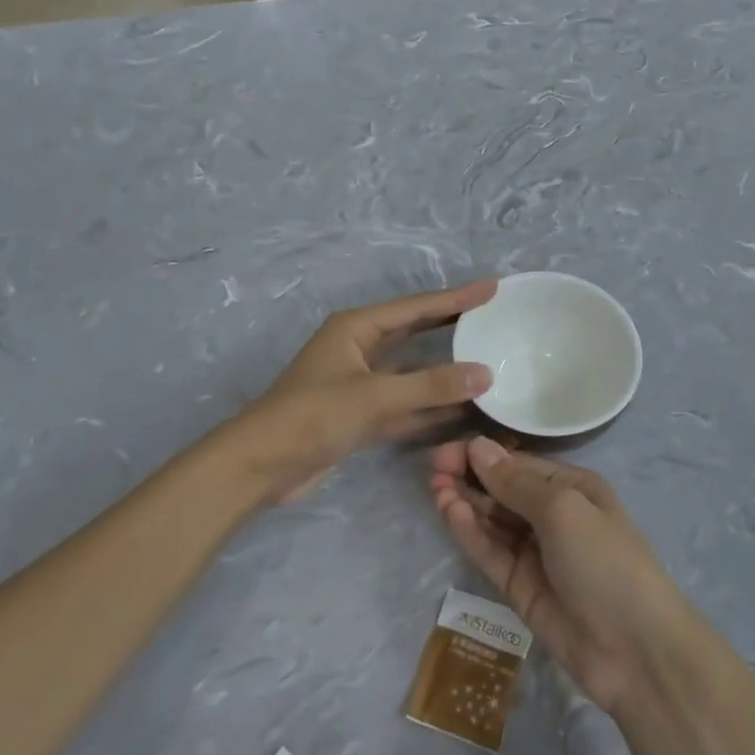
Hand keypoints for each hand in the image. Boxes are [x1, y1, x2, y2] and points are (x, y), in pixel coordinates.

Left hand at [228, 281, 496, 503]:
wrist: (259, 467)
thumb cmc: (311, 417)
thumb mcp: (373, 396)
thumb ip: (430, 385)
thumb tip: (485, 373)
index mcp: (356, 328)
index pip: (417, 307)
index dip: (457, 297)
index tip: (493, 288)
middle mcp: (359, 349)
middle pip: (415, 332)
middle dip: (453, 324)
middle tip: (495, 317)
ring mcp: (360, 384)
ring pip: (413, 371)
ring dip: (446, 370)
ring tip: (490, 361)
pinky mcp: (361, 416)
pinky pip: (406, 404)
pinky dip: (432, 407)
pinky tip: (465, 410)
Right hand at [428, 437, 687, 712]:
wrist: (635, 651)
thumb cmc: (605, 562)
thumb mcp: (564, 510)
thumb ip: (516, 482)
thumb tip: (478, 447)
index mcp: (572, 488)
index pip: (518, 463)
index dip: (482, 455)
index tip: (446, 451)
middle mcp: (552, 515)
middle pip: (501, 489)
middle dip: (469, 476)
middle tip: (433, 469)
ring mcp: (534, 552)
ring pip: (491, 519)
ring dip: (464, 502)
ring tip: (435, 488)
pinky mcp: (518, 586)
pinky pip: (490, 551)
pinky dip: (469, 532)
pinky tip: (449, 512)